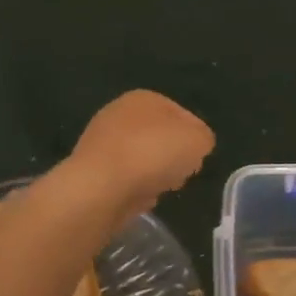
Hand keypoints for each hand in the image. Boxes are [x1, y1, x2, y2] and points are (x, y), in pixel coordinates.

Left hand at [65, 90, 214, 218]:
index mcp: (144, 97)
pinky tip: (139, 198)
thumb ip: (203, 139)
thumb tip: (194, 146)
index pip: (182, 115)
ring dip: (154, 175)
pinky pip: (124, 180)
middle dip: (173, 157)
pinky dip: (134, 189)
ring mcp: (101, 142)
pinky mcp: (92, 171)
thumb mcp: (198, 140)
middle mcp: (118, 113)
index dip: (195, 139)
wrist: (100, 187)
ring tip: (159, 188)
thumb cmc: (153, 153)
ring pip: (142, 159)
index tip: (198, 159)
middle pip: (160, 137)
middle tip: (181, 174)